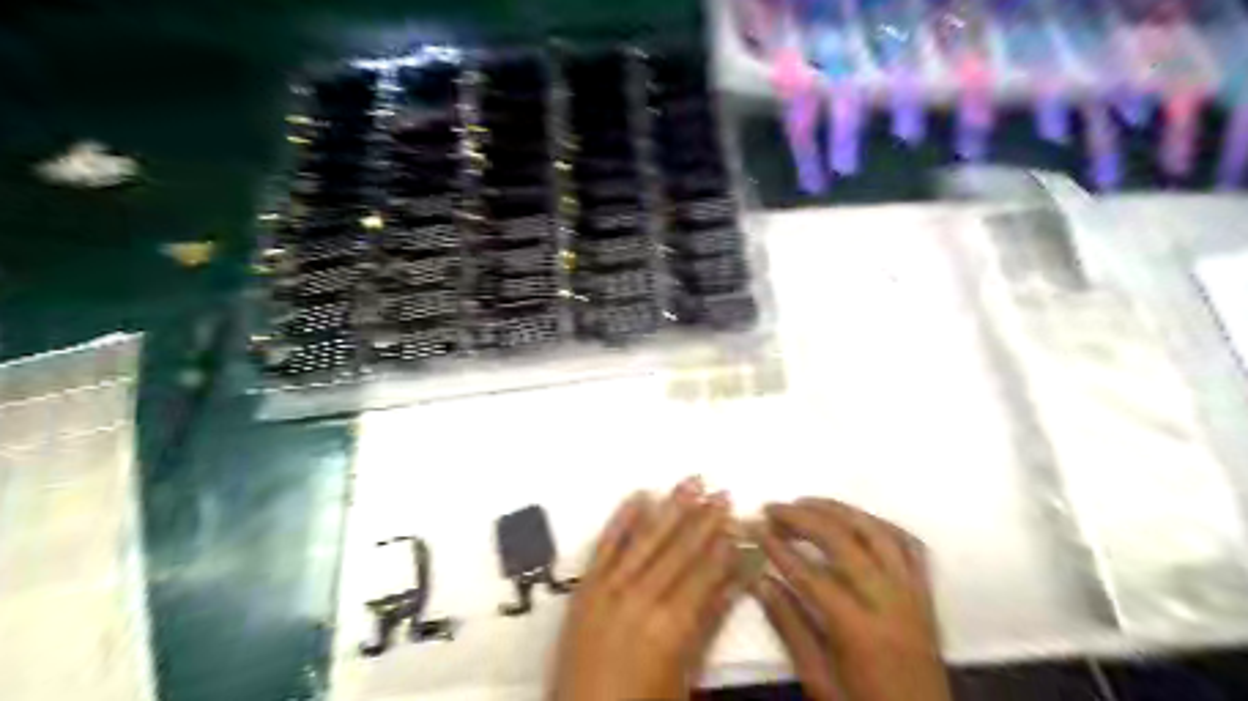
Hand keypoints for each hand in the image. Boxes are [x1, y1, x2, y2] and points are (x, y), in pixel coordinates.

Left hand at [552, 481, 737, 699]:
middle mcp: (640, 598)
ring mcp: (608, 588)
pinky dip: (623, 519)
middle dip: (704, 519)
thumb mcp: (684, 675)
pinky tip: (639, 496)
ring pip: (647, 538)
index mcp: (670, 625)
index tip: (738, 520)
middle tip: (722, 492)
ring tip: (691, 482)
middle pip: (679, 549)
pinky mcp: (584, 586)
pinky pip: (606, 544)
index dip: (723, 545)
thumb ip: (708, 625)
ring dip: (671, 508)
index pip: (704, 573)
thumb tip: (736, 584)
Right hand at [750, 499, 947, 700]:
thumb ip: (790, 626)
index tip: (754, 527)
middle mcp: (889, 601)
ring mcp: (913, 594)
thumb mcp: (819, 680)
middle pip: (843, 541)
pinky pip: (909, 545)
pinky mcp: (926, 594)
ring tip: (807, 502)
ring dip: (839, 510)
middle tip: (773, 508)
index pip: (810, 574)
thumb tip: (760, 581)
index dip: (778, 547)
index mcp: (859, 629)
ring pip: (876, 532)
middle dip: (802, 518)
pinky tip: (857, 520)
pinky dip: (880, 525)